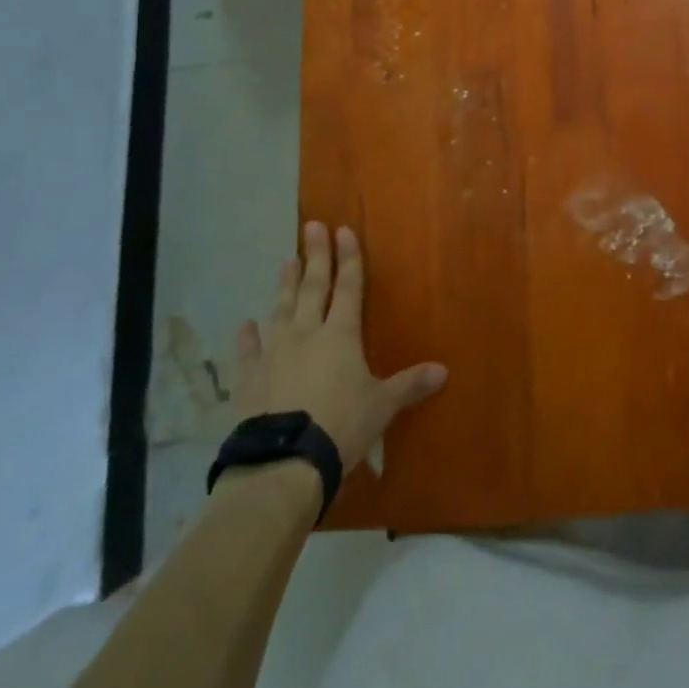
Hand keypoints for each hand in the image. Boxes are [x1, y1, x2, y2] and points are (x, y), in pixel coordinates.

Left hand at [234, 221, 447, 470]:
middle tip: (312, 226)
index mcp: (341, 335)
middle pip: (313, 287)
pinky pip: (248, 351)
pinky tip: (245, 324)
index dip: (348, 258)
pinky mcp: (249, 378)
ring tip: (286, 261)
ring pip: (281, 309)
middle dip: (315, 256)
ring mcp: (275, 352)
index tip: (343, 230)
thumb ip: (409, 384)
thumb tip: (444, 370)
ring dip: (284, 285)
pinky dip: (246, 337)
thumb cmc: (341, 425)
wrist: (284, 461)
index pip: (348, 287)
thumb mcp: (382, 406)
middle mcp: (307, 333)